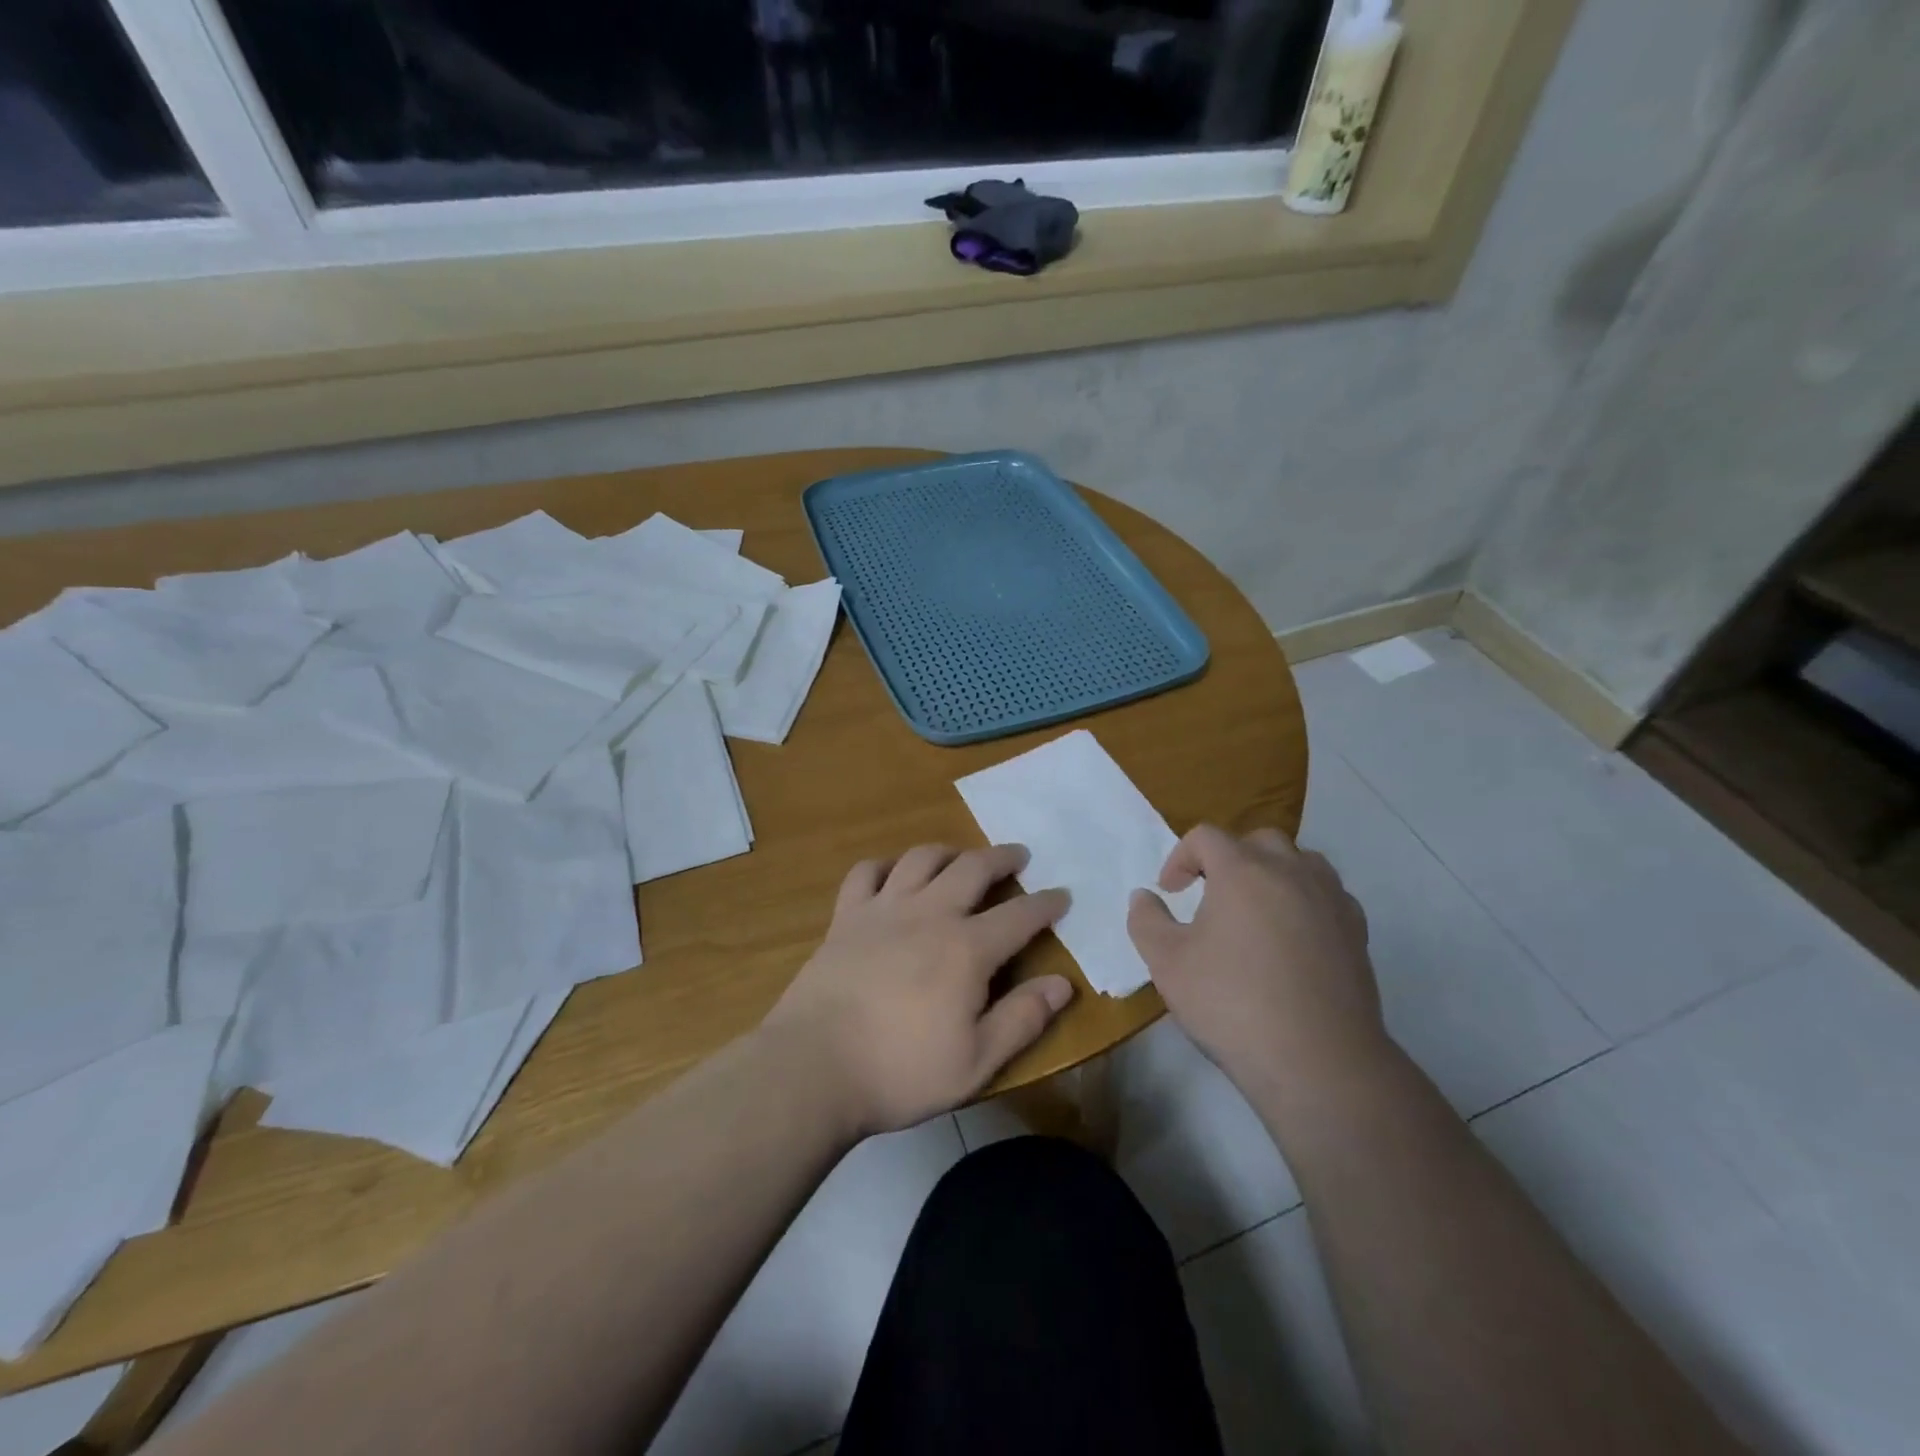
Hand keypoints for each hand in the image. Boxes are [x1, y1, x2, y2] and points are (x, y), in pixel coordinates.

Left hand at [763, 844, 1073, 1136]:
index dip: (1046, 904)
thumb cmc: (900, 1071)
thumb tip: (1063, 983)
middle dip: (1001, 858)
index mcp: (966, 949)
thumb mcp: (976, 1062)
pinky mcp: (846, 918)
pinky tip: (892, 874)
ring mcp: (883, 910)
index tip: (1062, 895)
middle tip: (1018, 856)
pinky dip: (884, 866)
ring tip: (960, 857)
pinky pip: (865, 873)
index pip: (1019, 915)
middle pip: (972, 868)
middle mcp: (929, 914)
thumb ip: (1022, 1019)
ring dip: (948, 851)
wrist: (814, 1067)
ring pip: (921, 859)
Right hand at [1127, 824, 1390, 1112]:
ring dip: (1273, 873)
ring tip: (1256, 909)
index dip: (1181, 858)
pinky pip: (1328, 895)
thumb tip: (1144, 897)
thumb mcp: (1167, 963)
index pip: (1206, 837)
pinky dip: (1305, 901)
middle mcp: (1291, 872)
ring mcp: (1331, 900)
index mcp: (1243, 870)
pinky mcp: (1357, 932)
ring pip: (1302, 861)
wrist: (1317, 1060)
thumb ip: (1147, 921)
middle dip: (1230, 858)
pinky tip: (1292, 938)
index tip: (1170, 892)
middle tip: (1212, 894)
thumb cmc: (1232, 1003)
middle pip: (1258, 841)